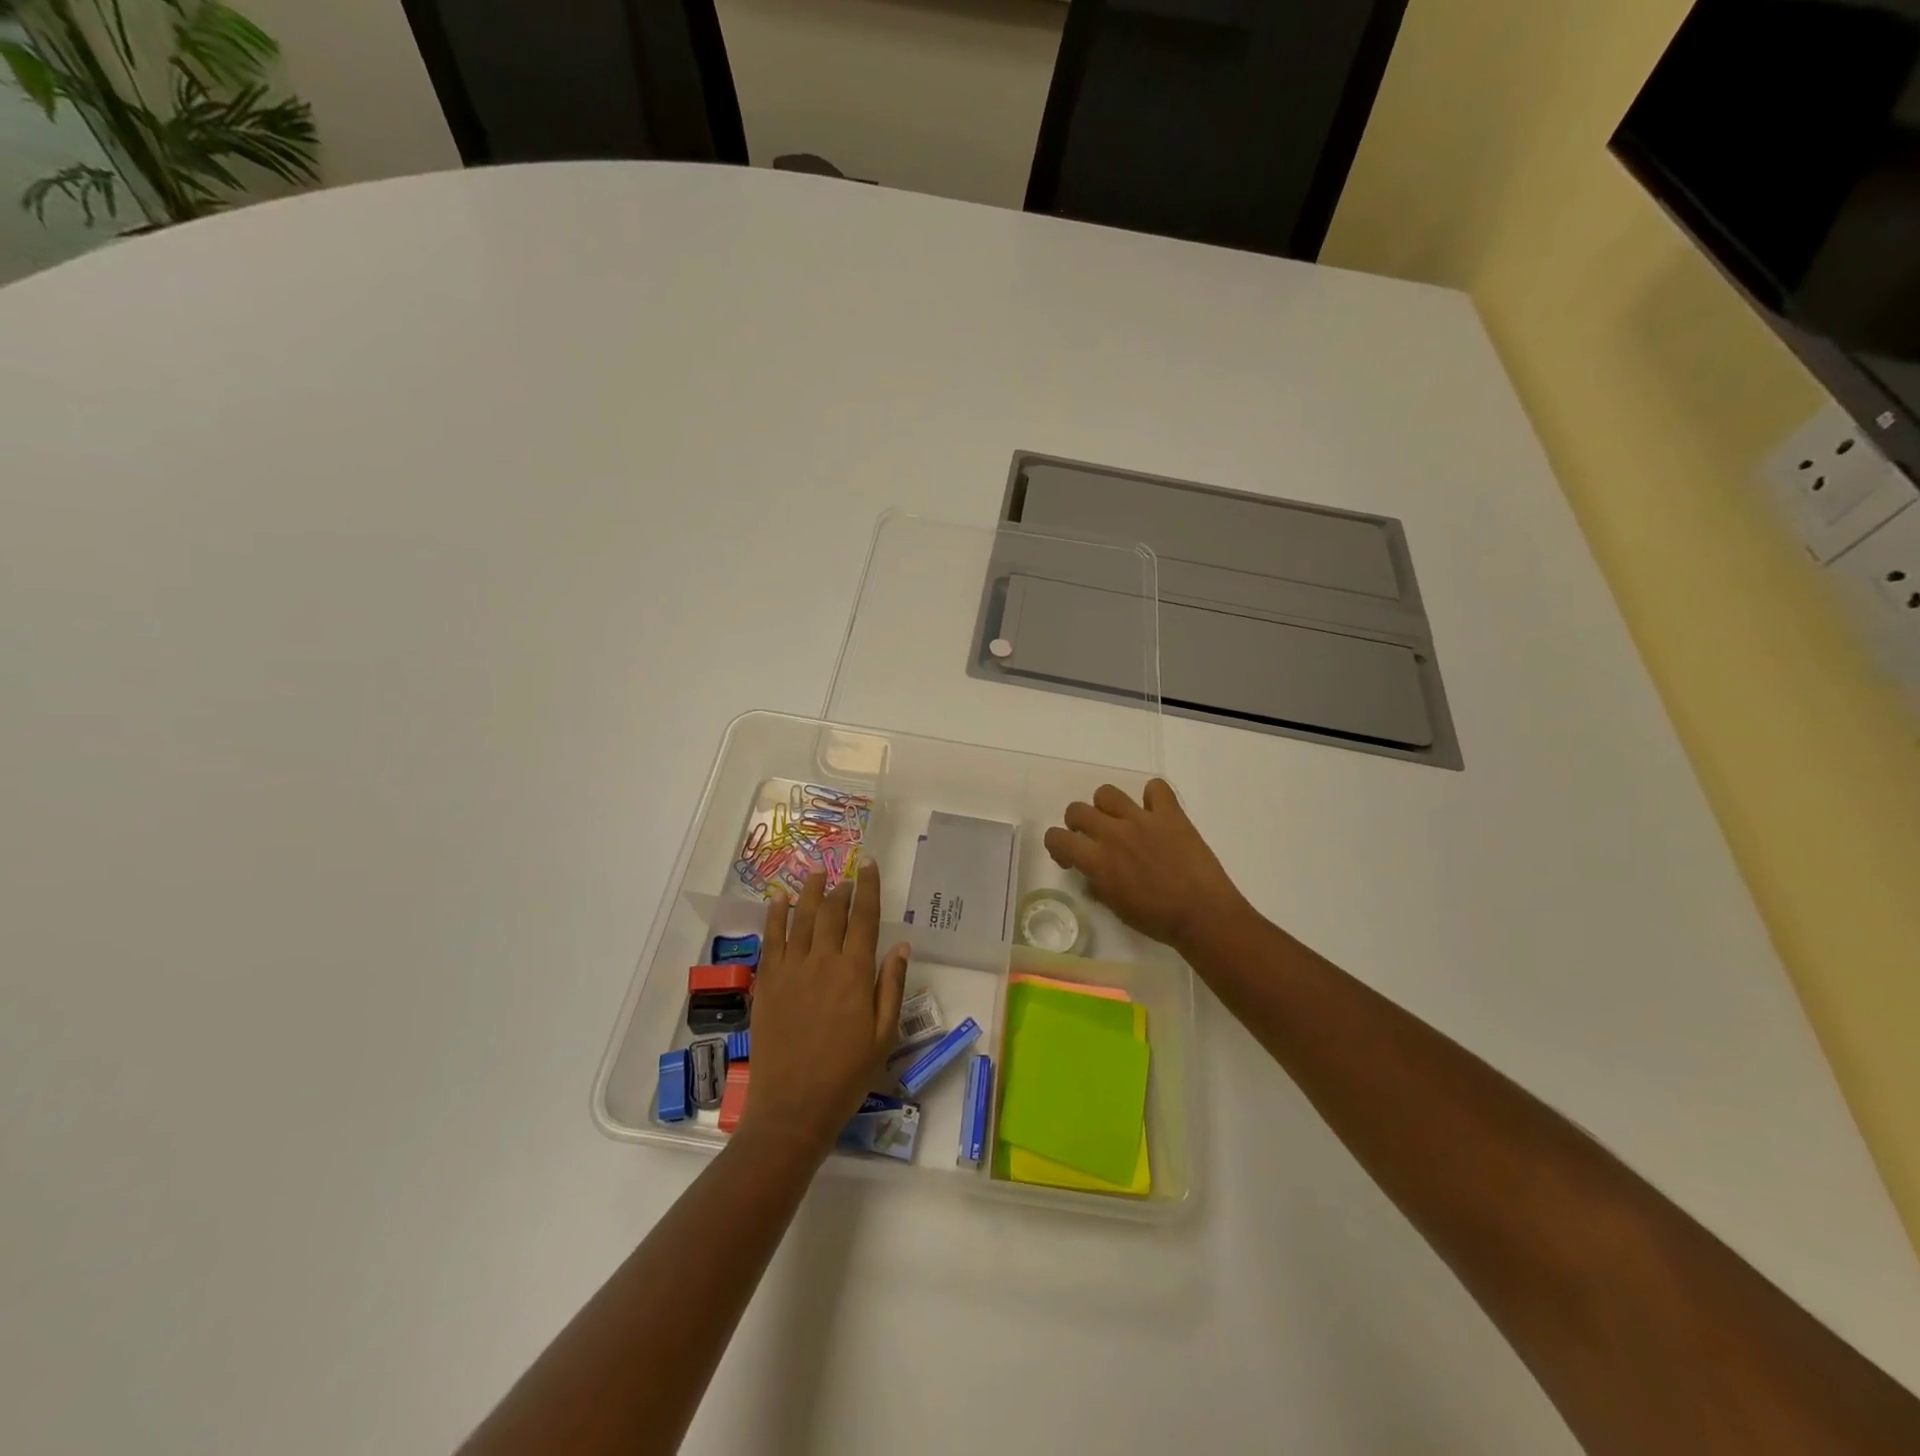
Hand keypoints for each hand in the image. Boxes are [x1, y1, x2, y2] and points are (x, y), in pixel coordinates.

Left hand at [739, 861, 909, 1157]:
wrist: (793, 1108)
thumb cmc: (846, 1075)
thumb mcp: (883, 1034)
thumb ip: (891, 985)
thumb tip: (900, 944)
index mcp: (854, 973)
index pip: (864, 917)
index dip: (868, 887)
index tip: (869, 864)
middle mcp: (822, 961)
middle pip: (831, 911)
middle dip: (840, 888)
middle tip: (845, 876)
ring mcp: (790, 970)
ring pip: (800, 918)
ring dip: (809, 892)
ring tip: (816, 873)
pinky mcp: (767, 982)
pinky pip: (770, 938)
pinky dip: (775, 915)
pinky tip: (779, 899)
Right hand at [1043, 779, 1248, 952]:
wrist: (1203, 914)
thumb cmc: (1157, 920)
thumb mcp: (1116, 908)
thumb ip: (1098, 885)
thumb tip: (1092, 875)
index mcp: (1096, 860)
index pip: (1056, 837)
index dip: (1058, 846)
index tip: (1071, 858)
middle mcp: (1112, 833)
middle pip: (1076, 809)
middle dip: (1078, 823)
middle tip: (1094, 838)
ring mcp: (1141, 819)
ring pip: (1107, 793)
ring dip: (1108, 807)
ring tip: (1121, 821)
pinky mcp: (1170, 814)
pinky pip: (1155, 788)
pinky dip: (1153, 797)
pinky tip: (1156, 813)